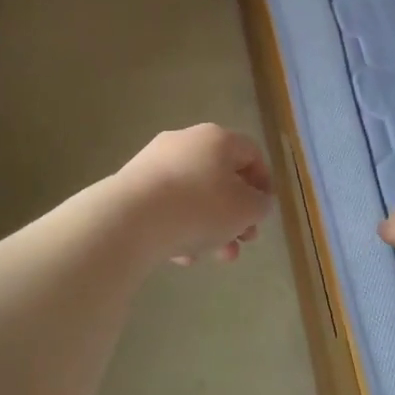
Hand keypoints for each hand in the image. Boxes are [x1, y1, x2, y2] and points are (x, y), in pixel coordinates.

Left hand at [117, 124, 273, 266]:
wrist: (131, 219)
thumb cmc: (200, 207)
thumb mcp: (246, 209)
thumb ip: (260, 205)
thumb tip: (256, 201)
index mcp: (217, 138)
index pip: (251, 154)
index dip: (264, 184)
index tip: (263, 214)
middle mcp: (186, 141)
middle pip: (221, 177)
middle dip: (236, 214)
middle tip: (243, 241)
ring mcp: (155, 162)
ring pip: (194, 195)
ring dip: (210, 226)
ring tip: (214, 256)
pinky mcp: (133, 185)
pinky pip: (167, 205)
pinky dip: (180, 227)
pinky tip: (181, 256)